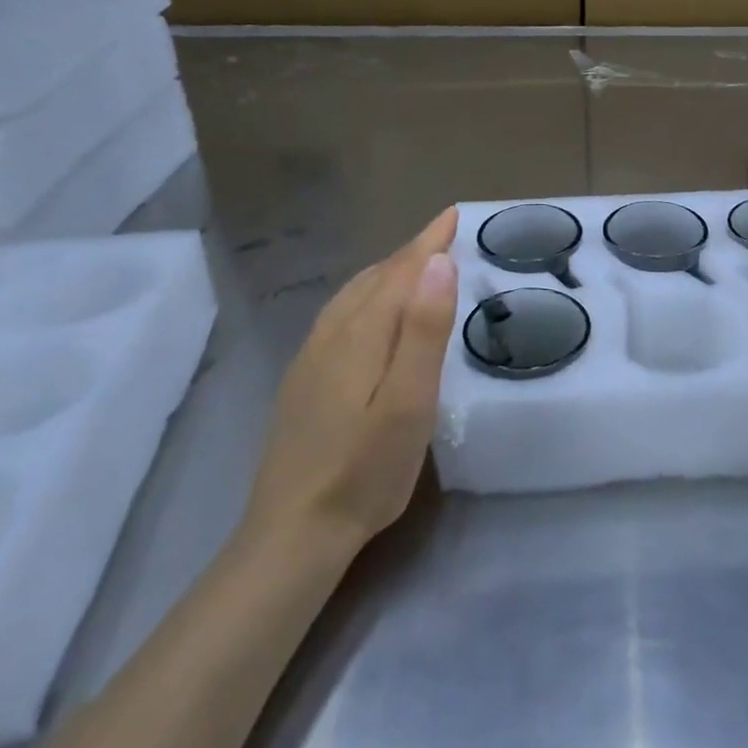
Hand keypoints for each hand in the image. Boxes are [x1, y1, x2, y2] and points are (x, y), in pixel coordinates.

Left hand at [239, 208, 459, 555]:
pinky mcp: (304, 379)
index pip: (401, 270)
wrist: (293, 533)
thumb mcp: (409, 402)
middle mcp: (332, 333)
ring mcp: (312, 356)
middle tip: (446, 236)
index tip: (454, 215)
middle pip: (377, 276)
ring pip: (355, 294)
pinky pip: (341, 314)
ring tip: (416, 264)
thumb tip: (440, 262)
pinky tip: (371, 312)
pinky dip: (367, 295)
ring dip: (388, 271)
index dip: (430, 241)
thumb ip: (423, 330)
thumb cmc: (365, 469)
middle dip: (412, 252)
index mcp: (361, 332)